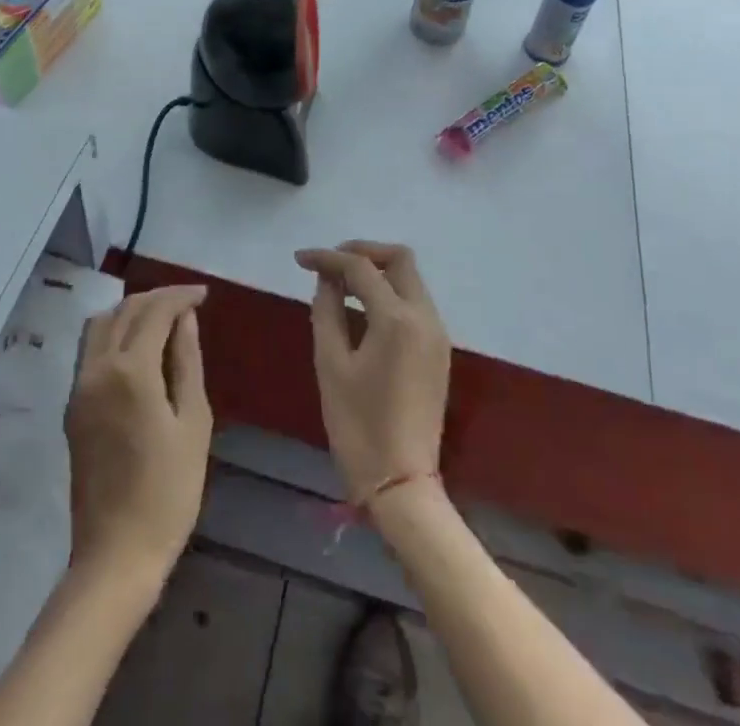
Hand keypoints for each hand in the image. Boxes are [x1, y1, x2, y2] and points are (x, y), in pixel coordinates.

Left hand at [65, 285, 212, 586]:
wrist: (116, 556)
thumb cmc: (168, 492)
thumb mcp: (193, 423)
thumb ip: (187, 362)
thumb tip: (185, 319)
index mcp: (130, 371)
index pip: (153, 311)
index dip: (179, 296)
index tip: (204, 294)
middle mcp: (97, 369)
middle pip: (124, 310)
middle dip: (157, 298)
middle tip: (188, 303)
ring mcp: (79, 388)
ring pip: (101, 325)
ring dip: (131, 311)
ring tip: (164, 319)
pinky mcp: (73, 407)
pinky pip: (91, 349)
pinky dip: (115, 333)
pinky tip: (139, 347)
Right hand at [294, 242, 449, 506]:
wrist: (402, 486)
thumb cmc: (358, 427)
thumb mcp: (331, 365)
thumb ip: (327, 311)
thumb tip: (327, 280)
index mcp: (397, 320)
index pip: (361, 268)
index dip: (328, 258)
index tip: (300, 259)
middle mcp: (425, 317)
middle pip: (400, 260)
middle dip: (363, 253)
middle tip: (330, 264)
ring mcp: (437, 334)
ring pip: (410, 279)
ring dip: (377, 272)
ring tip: (340, 285)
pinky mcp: (438, 351)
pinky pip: (414, 303)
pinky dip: (389, 294)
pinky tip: (362, 310)